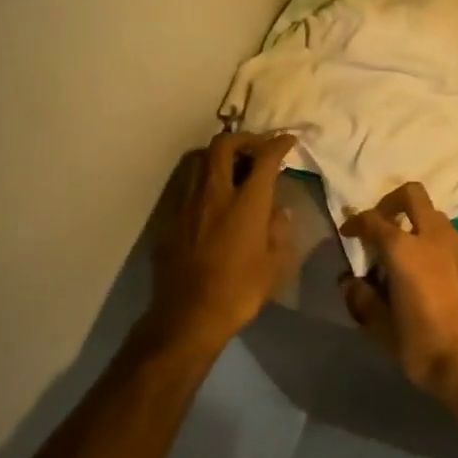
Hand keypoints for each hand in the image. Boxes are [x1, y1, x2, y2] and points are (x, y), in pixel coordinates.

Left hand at [153, 131, 297, 349]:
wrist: (187, 318)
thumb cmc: (239, 292)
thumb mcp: (275, 264)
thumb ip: (279, 230)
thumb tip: (278, 211)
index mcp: (247, 203)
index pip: (265, 158)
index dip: (278, 144)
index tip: (287, 141)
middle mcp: (215, 194)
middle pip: (224, 145)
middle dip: (243, 139)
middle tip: (257, 149)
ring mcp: (187, 204)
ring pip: (199, 160)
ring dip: (218, 156)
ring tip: (233, 169)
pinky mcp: (170, 220)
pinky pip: (186, 186)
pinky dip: (203, 182)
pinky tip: (212, 200)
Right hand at [339, 183, 457, 405]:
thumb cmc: (423, 347)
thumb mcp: (382, 329)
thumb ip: (363, 299)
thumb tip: (351, 283)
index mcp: (404, 250)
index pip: (374, 220)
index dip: (356, 223)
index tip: (349, 233)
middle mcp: (435, 237)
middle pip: (413, 195)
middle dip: (393, 202)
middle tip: (383, 224)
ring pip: (438, 219)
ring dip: (420, 228)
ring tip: (411, 259)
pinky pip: (456, 245)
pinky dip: (441, 251)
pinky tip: (439, 281)